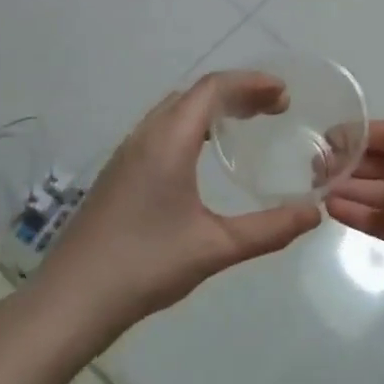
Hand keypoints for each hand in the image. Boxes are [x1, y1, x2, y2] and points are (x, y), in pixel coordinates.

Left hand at [34, 74, 322, 338]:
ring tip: (246, 124)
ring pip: (176, 109)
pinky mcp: (118, 172)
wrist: (70, 300)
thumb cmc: (145, 267)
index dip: (251, 82)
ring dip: (213, 107)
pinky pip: (162, 128)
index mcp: (168, 141)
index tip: (284, 94)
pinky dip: (193, 124)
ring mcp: (127, 153)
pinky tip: (203, 155)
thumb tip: (313, 213)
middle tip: (274, 109)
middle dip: (238, 92)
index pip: (213, 88)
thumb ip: (268, 230)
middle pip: (196, 93)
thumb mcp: (214, 248)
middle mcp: (146, 135)